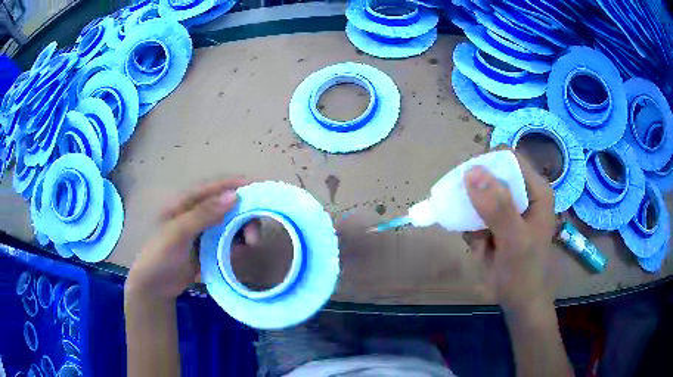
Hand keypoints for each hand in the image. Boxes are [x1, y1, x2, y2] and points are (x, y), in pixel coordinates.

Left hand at [125, 179, 255, 300]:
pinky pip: (227, 240)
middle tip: (253, 235)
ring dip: (242, 230)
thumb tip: (234, 196)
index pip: (213, 187)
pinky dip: (236, 244)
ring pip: (229, 223)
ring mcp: (202, 231)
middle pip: (226, 205)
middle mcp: (196, 213)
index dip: (236, 184)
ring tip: (249, 244)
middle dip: (244, 215)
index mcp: (184, 202)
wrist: (155, 287)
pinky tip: (238, 253)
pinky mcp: (207, 247)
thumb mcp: (178, 233)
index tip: (259, 187)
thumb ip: (204, 214)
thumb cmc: (160, 255)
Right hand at [463, 150, 557, 313]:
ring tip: (478, 237)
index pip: (508, 159)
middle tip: (465, 213)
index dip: (486, 164)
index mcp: (535, 190)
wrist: (520, 303)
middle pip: (491, 175)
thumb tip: (471, 171)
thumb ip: (498, 208)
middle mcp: (522, 194)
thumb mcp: (514, 241)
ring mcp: (508, 209)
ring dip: (470, 214)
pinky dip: (470, 228)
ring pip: (479, 195)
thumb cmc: (524, 273)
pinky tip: (479, 246)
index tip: (466, 184)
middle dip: (474, 194)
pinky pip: (474, 214)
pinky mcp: (496, 223)